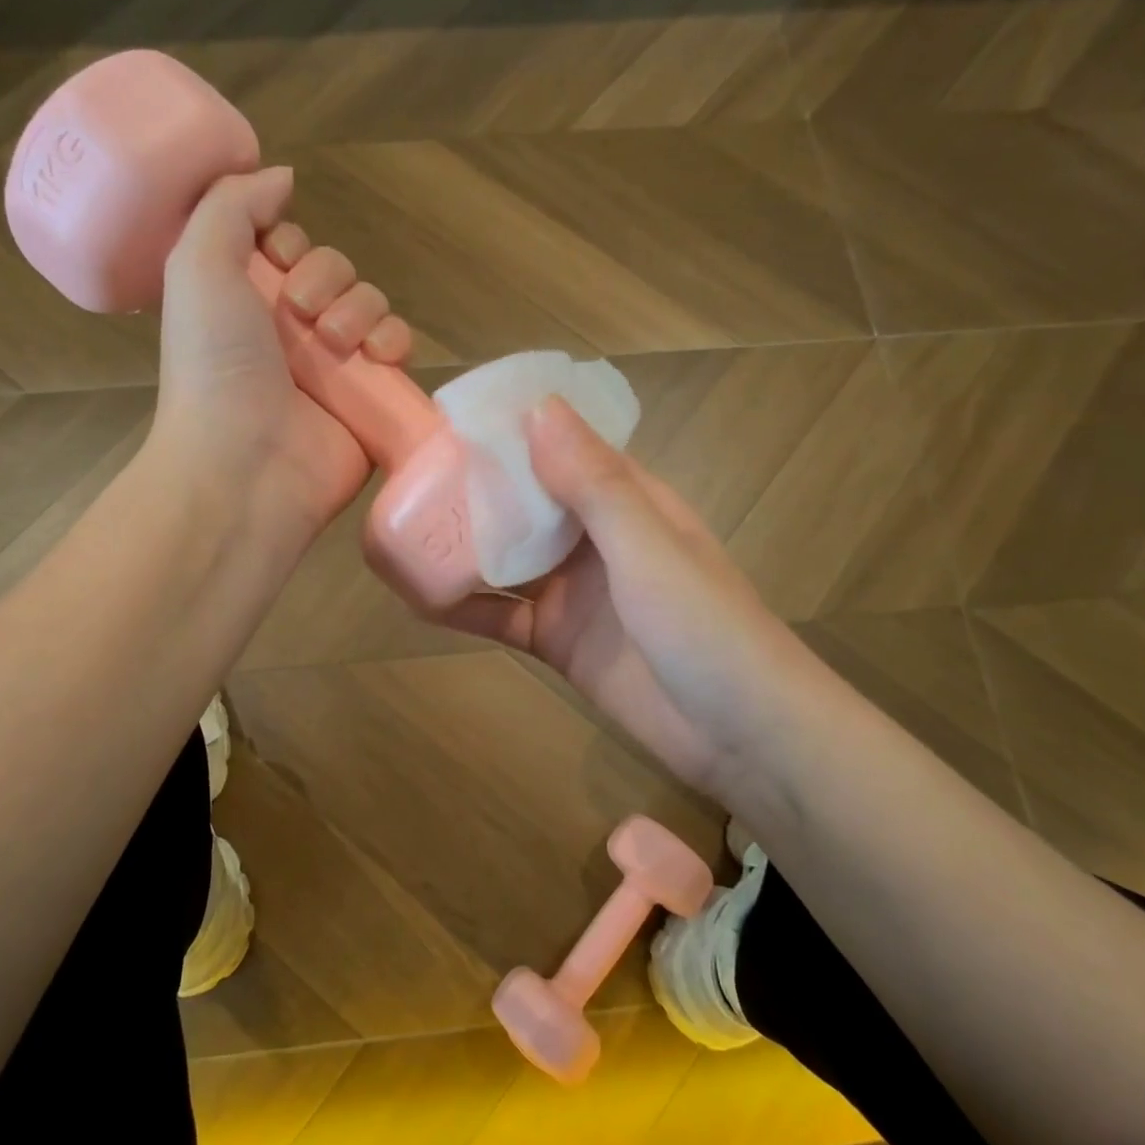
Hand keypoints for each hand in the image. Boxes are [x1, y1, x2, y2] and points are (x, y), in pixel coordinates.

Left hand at [153, 167, 412, 539]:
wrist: (245, 466)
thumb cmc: (213, 366)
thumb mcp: (196, 266)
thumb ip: (231, 206)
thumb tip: (279, 175)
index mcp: (245, 301)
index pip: (289, 247)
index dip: (290, 242)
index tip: (277, 258)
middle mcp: (290, 331)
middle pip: (335, 270)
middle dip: (327, 278)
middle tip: (302, 313)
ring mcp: (333, 368)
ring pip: (371, 304)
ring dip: (361, 310)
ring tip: (337, 345)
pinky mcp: (369, 399)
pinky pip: (398, 348)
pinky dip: (395, 341)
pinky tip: (378, 357)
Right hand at [438, 398, 784, 800]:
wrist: (742, 738)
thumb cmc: (706, 627)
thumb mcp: (649, 547)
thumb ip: (594, 483)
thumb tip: (537, 406)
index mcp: (626, 501)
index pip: (563, 448)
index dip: (513, 430)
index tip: (451, 415)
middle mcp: (595, 538)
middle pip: (526, 501)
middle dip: (475, 485)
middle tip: (407, 471)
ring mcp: (574, 591)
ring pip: (507, 556)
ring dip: (463, 544)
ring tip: (402, 526)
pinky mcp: (557, 640)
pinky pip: (501, 614)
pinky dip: (465, 606)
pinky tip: (419, 598)